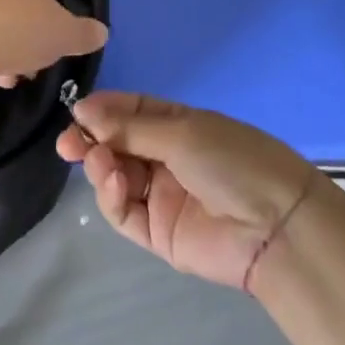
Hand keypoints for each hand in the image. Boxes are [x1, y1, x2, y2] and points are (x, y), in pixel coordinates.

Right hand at [57, 92, 321, 290]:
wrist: (276, 227)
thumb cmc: (231, 160)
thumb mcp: (180, 132)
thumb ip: (129, 127)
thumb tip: (83, 110)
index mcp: (178, 125)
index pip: (131, 112)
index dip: (103, 110)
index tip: (76, 112)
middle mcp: (167, 157)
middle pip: (117, 145)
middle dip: (92, 141)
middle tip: (68, 144)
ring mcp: (162, 196)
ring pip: (116, 177)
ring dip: (101, 167)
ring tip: (101, 163)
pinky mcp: (159, 234)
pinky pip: (124, 212)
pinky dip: (111, 196)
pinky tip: (112, 182)